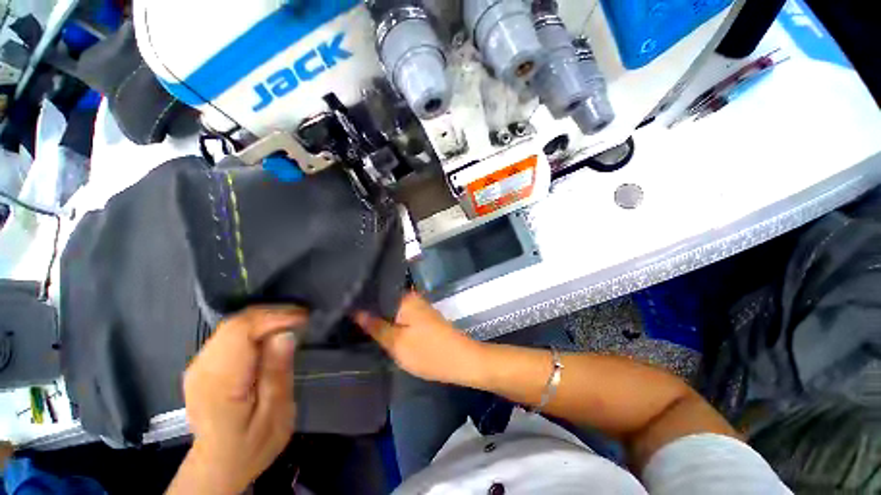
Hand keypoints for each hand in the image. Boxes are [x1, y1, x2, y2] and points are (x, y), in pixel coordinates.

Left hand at [168, 307, 305, 494]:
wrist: (219, 464)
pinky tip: (273, 336)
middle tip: (303, 320)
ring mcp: (199, 364)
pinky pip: (231, 334)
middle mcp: (202, 367)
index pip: (241, 331)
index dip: (274, 318)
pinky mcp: (204, 363)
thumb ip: (277, 373)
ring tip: (293, 324)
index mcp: (219, 383)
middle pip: (236, 323)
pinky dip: (256, 328)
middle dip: (273, 315)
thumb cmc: (252, 444)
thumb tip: (285, 334)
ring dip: (266, 320)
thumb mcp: (275, 414)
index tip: (304, 319)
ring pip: (233, 325)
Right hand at [355, 292, 483, 384]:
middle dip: (367, 307)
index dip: (359, 298)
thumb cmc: (429, 352)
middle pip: (384, 299)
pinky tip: (378, 327)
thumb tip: (356, 311)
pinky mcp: (422, 317)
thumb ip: (375, 326)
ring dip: (378, 315)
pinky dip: (390, 320)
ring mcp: (418, 307)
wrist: (462, 360)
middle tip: (345, 315)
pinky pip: (400, 315)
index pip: (376, 291)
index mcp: (404, 299)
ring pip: (392, 308)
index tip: (341, 303)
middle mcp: (411, 298)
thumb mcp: (397, 343)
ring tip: (355, 320)